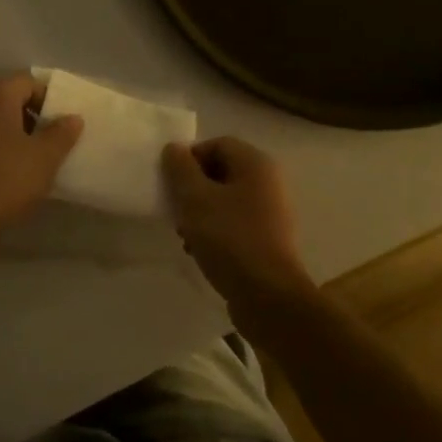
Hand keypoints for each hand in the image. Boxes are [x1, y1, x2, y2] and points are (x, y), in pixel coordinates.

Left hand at [0, 73, 83, 236]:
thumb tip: (72, 118)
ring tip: (27, 164)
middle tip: (49, 144)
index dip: (50, 100)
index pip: (29, 82)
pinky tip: (0, 178)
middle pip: (7, 101)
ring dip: (9, 137)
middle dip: (30, 119)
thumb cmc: (3, 181)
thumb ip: (61, 134)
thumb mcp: (44, 159)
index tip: (62, 125)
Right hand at [162, 137, 316, 309]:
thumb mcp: (195, 199)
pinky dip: (214, 231)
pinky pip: (234, 223)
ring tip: (184, 234)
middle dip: (192, 188)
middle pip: (220, 171)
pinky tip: (199, 250)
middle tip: (175, 209)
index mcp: (255, 164)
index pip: (216, 144)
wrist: (268, 297)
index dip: (189, 158)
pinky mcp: (268, 239)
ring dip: (200, 212)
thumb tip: (174, 148)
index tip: (170, 183)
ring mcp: (271, 212)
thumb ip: (180, 169)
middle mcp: (268, 182)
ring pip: (225, 199)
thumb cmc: (230, 239)